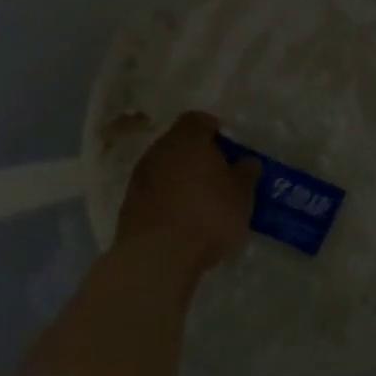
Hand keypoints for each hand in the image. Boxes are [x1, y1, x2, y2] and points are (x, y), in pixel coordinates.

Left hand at [115, 112, 257, 272]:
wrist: (157, 256)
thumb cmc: (208, 216)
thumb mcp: (242, 195)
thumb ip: (246, 173)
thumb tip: (246, 162)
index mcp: (187, 139)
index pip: (199, 119)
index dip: (215, 130)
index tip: (229, 148)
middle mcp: (159, 150)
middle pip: (180, 143)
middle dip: (198, 156)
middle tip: (219, 176)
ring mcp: (139, 178)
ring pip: (165, 168)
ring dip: (181, 179)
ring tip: (202, 202)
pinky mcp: (128, 205)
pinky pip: (154, 192)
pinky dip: (168, 199)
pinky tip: (182, 220)